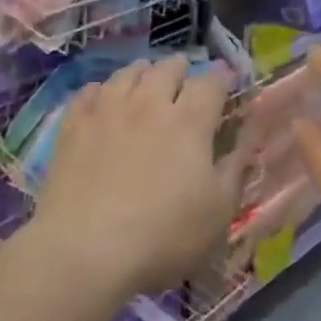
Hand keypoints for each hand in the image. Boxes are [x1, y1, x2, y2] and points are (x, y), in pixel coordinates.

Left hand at [35, 57, 242, 295]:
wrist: (84, 251)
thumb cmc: (163, 236)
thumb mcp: (218, 211)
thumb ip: (235, 166)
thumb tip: (249, 135)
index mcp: (189, 122)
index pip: (211, 83)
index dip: (222, 80)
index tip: (227, 86)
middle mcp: (148, 104)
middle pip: (167, 68)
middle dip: (182, 71)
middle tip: (185, 84)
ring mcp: (106, 111)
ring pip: (127, 73)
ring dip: (143, 73)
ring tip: (146, 83)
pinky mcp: (72, 126)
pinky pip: (88, 91)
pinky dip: (102, 90)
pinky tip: (102, 100)